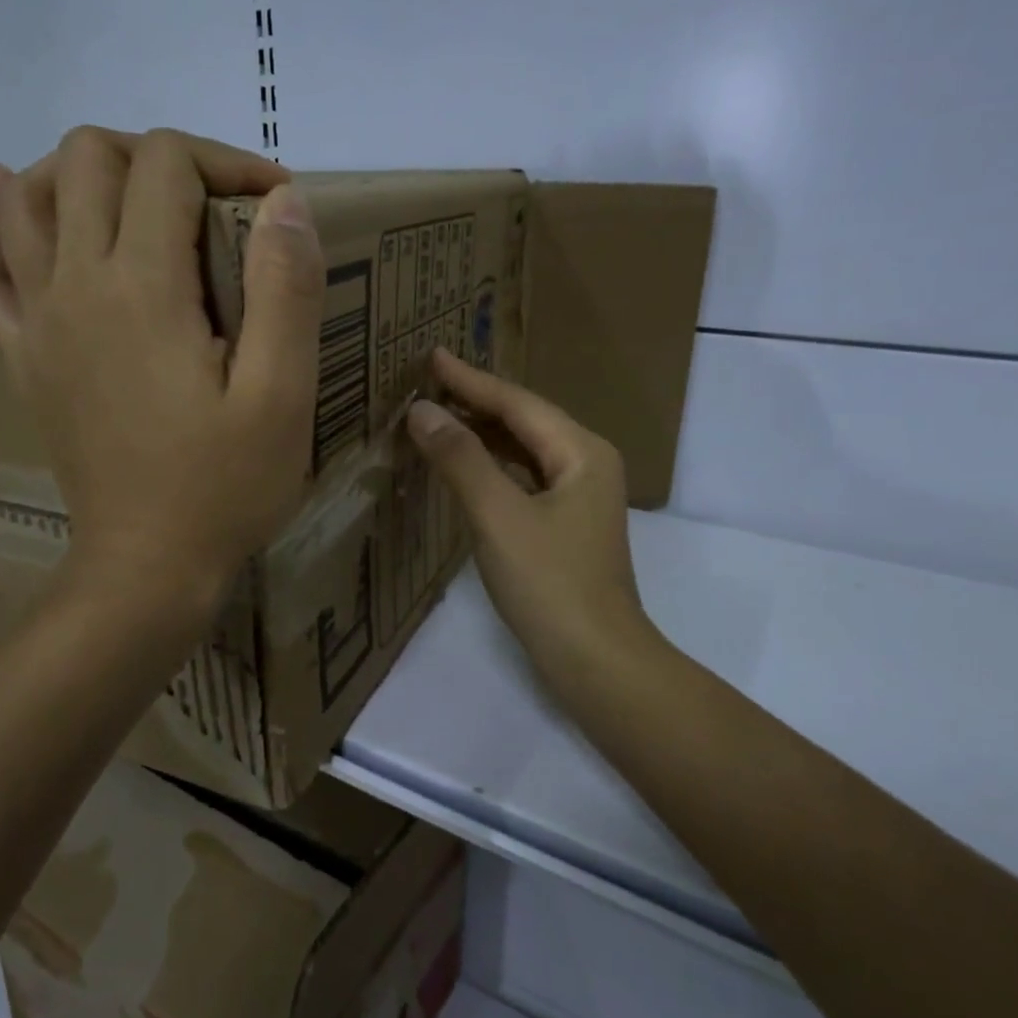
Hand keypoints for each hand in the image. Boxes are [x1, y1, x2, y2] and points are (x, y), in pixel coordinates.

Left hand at [0, 126, 323, 607]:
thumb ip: (286, 289)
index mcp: (144, 289)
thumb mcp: (282, 396)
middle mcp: (76, 285)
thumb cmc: (224, 487)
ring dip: (80, 171)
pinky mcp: (21, 356)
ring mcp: (37, 320)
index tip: (276, 205)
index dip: (228, 161)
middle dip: (157, 156)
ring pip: (28, 196)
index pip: (167, 164)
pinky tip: (6, 195)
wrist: (145, 567)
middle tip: (212, 204)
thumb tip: (286, 201)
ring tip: (133, 196)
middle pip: (89, 158)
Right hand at [407, 348, 652, 682]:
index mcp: (581, 452)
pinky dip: (490, 466)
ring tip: (436, 416)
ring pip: (523, 450)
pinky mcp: (565, 525)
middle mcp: (586, 464)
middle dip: (475, 401)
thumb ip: (461, 459)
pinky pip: (523, 478)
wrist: (595, 661)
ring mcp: (578, 497)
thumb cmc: (549, 583)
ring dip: (481, 433)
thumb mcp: (498, 516)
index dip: (471, 380)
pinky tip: (463, 467)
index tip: (431, 356)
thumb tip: (422, 411)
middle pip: (523, 421)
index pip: (517, 402)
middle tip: (426, 384)